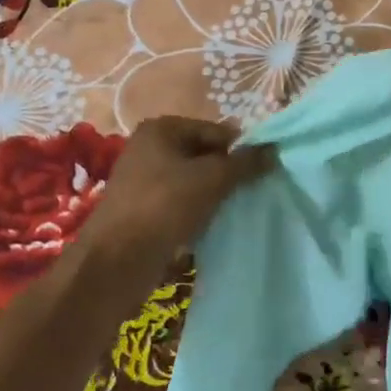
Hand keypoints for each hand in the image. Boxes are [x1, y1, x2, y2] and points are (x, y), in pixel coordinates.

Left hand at [79, 117, 273, 287]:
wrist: (117, 261)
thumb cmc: (164, 206)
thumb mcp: (211, 179)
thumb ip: (244, 163)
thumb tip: (273, 150)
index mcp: (161, 130)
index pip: (215, 131)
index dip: (240, 150)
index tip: (262, 173)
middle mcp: (149, 150)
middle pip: (204, 156)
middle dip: (228, 174)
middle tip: (251, 193)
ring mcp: (144, 182)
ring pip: (194, 183)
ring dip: (215, 196)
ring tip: (235, 211)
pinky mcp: (144, 212)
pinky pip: (182, 205)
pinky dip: (199, 213)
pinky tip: (214, 227)